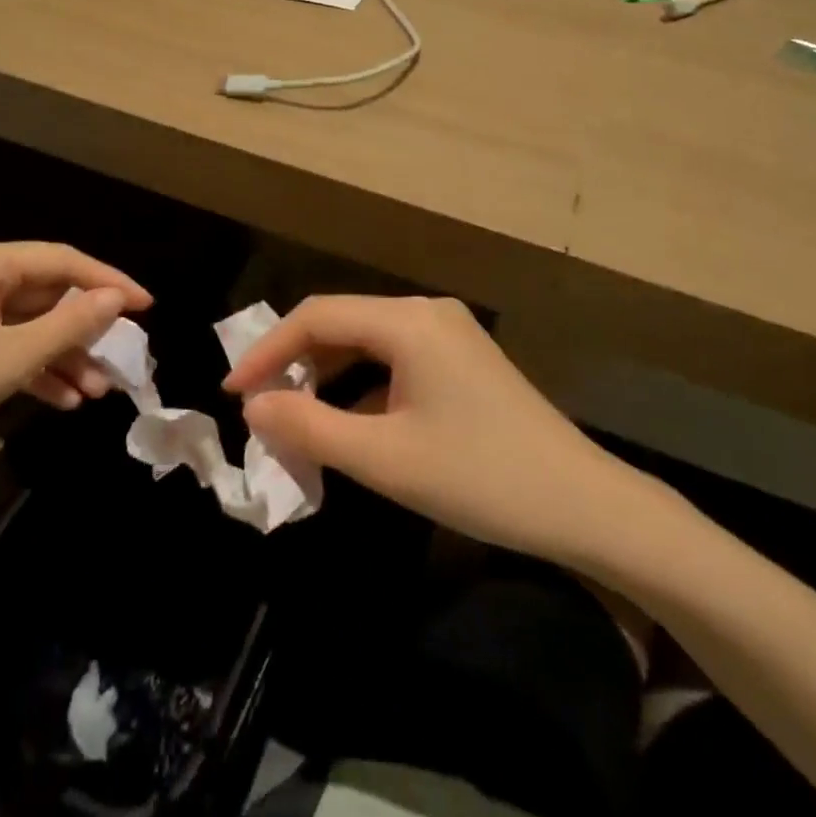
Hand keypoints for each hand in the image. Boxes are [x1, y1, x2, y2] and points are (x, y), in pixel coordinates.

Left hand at [0, 241, 150, 480]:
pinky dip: (33, 367)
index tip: (147, 307)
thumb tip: (116, 299)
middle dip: (85, 332)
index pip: (64, 261)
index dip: (110, 283)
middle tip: (122, 360)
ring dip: (63, 356)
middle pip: (48, 294)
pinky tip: (62, 399)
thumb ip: (71, 324)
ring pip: (29, 324)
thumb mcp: (12, 357)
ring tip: (97, 392)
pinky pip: (5, 343)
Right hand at [223, 295, 632, 563]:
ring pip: (368, 343)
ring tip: (294, 418)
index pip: (317, 317)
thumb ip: (309, 426)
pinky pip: (396, 361)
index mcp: (408, 321)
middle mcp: (427, 312)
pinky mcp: (462, 360)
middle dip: (296, 362)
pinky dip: (363, 387)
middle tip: (259, 408)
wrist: (584, 504)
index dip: (268, 351)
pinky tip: (348, 424)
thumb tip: (253, 405)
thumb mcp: (384, 458)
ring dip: (328, 376)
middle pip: (342, 324)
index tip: (232, 391)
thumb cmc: (479, 477)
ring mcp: (449, 334)